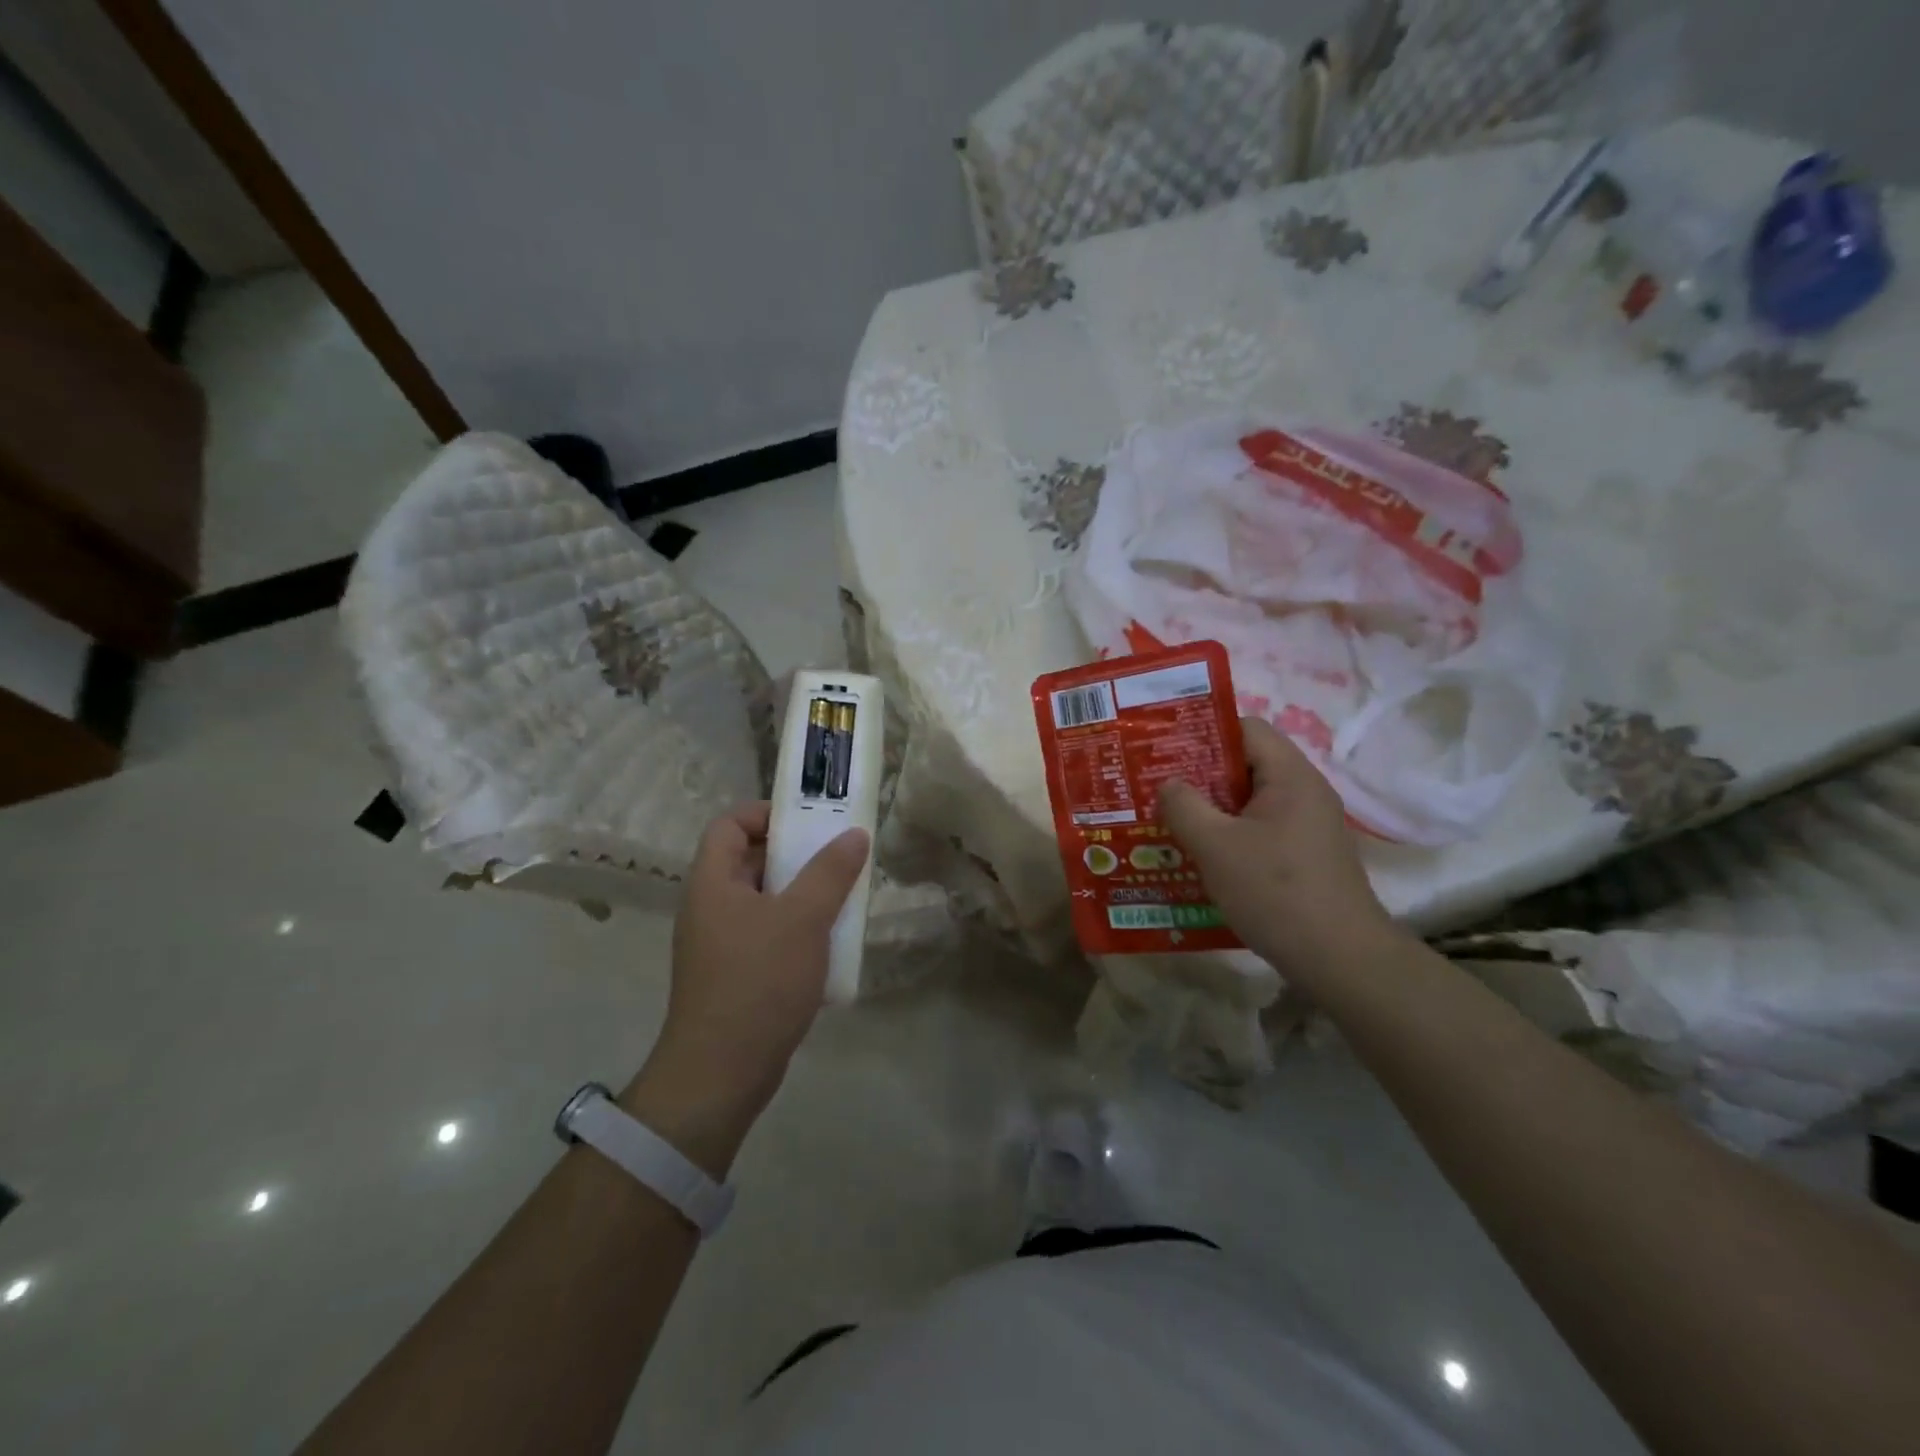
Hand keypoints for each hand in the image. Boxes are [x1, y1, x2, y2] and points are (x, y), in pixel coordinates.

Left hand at [622, 804, 868, 1172]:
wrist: (722, 1073)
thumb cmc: (759, 981)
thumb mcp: (803, 919)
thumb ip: (830, 872)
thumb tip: (855, 833)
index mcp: (712, 882)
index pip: (729, 824)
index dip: (765, 813)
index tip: (809, 822)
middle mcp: (709, 906)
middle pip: (749, 860)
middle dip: (796, 855)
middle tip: (838, 857)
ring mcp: (720, 944)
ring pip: (764, 900)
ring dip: (802, 895)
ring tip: (842, 898)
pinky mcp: (734, 975)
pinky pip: (767, 935)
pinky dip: (796, 930)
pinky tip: (829, 944)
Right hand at [1157, 717, 1394, 979]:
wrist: (1341, 959)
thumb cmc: (1275, 891)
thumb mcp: (1215, 846)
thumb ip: (1184, 806)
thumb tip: (1168, 784)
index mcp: (1290, 776)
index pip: (1245, 728)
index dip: (1204, 732)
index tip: (1165, 750)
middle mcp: (1305, 792)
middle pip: (1246, 764)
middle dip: (1200, 773)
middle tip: (1158, 786)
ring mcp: (1309, 826)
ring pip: (1250, 801)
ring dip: (1211, 808)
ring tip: (1170, 820)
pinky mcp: (1306, 855)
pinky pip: (1260, 829)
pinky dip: (1230, 834)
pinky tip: (1201, 856)